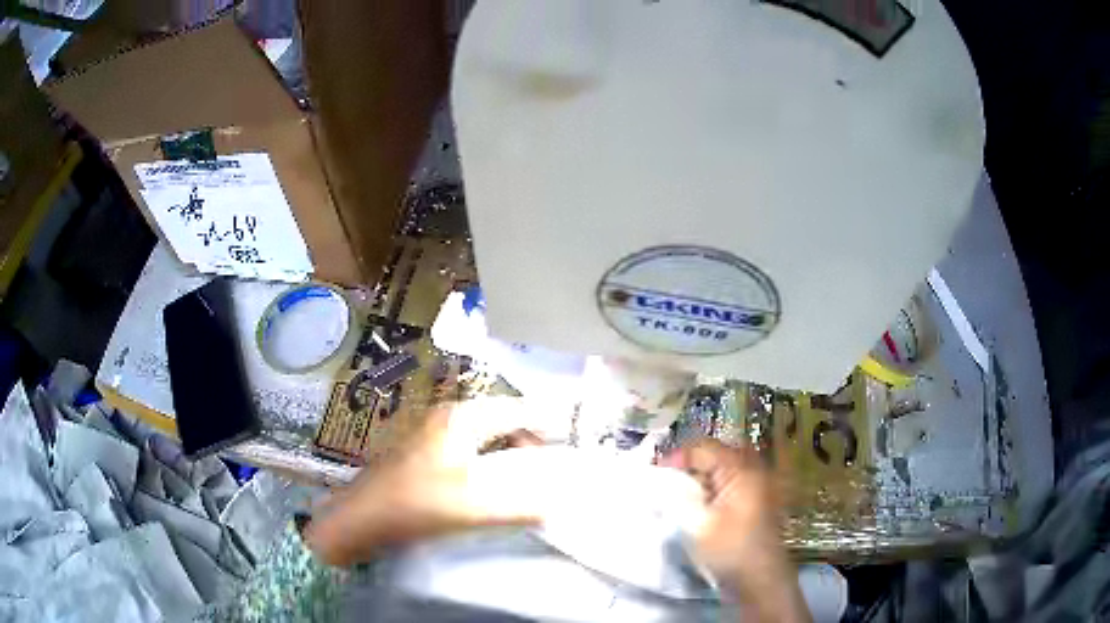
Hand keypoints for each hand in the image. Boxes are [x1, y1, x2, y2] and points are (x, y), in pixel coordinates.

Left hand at [306, 399, 545, 566]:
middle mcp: (445, 417)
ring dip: (506, 451)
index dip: (545, 421)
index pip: (515, 409)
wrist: (358, 519)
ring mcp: (430, 433)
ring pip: (482, 434)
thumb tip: (558, 505)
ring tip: (523, 477)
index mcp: (460, 419)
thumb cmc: (414, 505)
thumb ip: (521, 506)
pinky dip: (486, 461)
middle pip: (499, 419)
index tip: (570, 438)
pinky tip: (488, 485)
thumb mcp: (473, 507)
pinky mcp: (421, 453)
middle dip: (528, 439)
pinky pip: (466, 449)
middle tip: (547, 465)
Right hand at [662, 439, 809, 622]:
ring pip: (722, 468)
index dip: (677, 456)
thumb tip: (660, 482)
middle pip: (715, 454)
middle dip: (688, 463)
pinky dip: (711, 486)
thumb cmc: (729, 549)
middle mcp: (753, 469)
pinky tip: (697, 503)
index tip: (654, 471)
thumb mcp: (696, 525)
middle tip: (666, 478)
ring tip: (678, 490)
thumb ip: (676, 498)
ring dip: (699, 475)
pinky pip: (729, 481)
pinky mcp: (755, 499)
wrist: (759, 577)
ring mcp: (757, 484)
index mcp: (741, 469)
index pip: (704, 448)